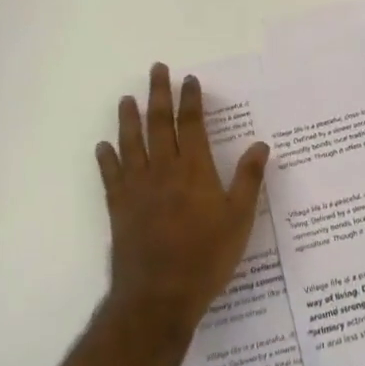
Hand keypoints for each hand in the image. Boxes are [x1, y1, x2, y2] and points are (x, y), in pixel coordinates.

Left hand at [95, 63, 269, 333]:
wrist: (159, 295)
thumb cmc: (207, 256)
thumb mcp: (240, 218)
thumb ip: (249, 179)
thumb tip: (261, 144)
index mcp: (194, 169)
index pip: (191, 124)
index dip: (190, 100)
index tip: (188, 79)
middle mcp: (163, 170)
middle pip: (158, 124)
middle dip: (158, 95)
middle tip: (156, 70)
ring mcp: (137, 188)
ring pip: (131, 143)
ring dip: (129, 118)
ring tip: (126, 98)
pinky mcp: (119, 208)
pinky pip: (111, 176)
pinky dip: (106, 159)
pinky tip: (103, 147)